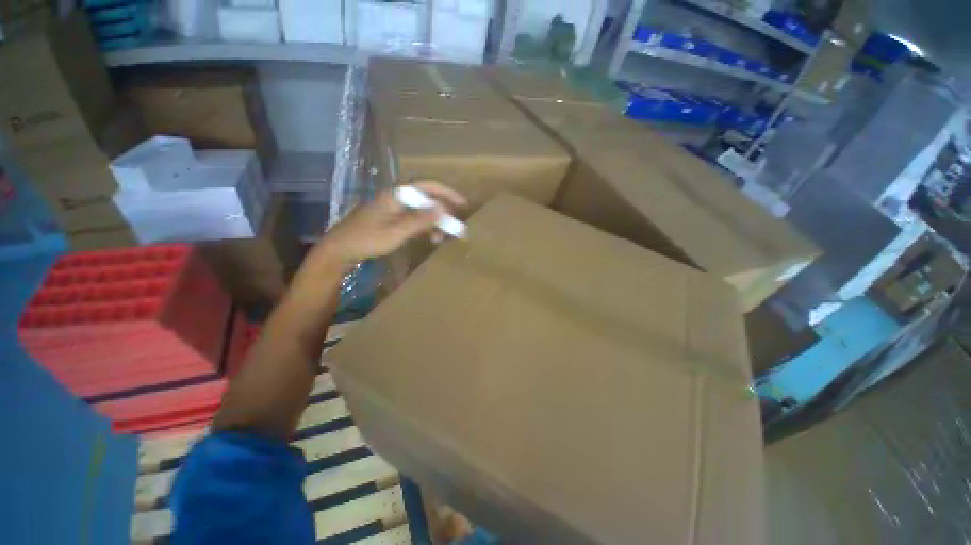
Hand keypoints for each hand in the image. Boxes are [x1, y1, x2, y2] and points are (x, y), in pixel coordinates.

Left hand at [316, 181, 465, 263]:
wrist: (339, 250)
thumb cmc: (367, 239)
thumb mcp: (397, 231)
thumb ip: (420, 220)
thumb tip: (443, 209)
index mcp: (396, 195)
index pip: (426, 185)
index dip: (446, 192)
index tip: (462, 203)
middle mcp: (395, 198)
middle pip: (425, 199)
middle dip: (442, 211)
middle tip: (455, 224)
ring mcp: (392, 209)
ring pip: (420, 211)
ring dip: (433, 222)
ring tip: (442, 237)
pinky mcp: (390, 220)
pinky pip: (412, 220)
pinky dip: (423, 228)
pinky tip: (429, 238)